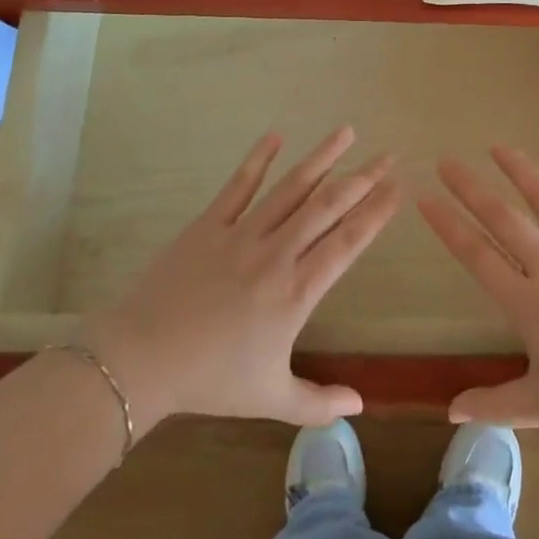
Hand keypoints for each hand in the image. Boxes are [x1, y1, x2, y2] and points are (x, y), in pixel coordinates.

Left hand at [89, 127, 397, 430]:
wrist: (140, 360)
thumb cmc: (210, 380)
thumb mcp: (270, 400)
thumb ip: (318, 403)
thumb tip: (361, 407)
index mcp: (296, 293)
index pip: (347, 243)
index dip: (376, 213)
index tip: (398, 189)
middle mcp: (276, 254)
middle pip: (328, 207)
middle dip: (362, 179)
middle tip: (389, 156)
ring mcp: (242, 234)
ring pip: (291, 188)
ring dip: (321, 158)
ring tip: (347, 132)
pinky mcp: (209, 224)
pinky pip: (239, 186)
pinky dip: (258, 159)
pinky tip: (275, 135)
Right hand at [419, 146, 538, 437]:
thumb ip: (494, 404)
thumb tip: (450, 410)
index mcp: (528, 304)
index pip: (477, 255)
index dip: (448, 225)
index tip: (425, 199)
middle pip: (503, 218)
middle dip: (471, 188)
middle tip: (447, 161)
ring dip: (519, 170)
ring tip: (497, 147)